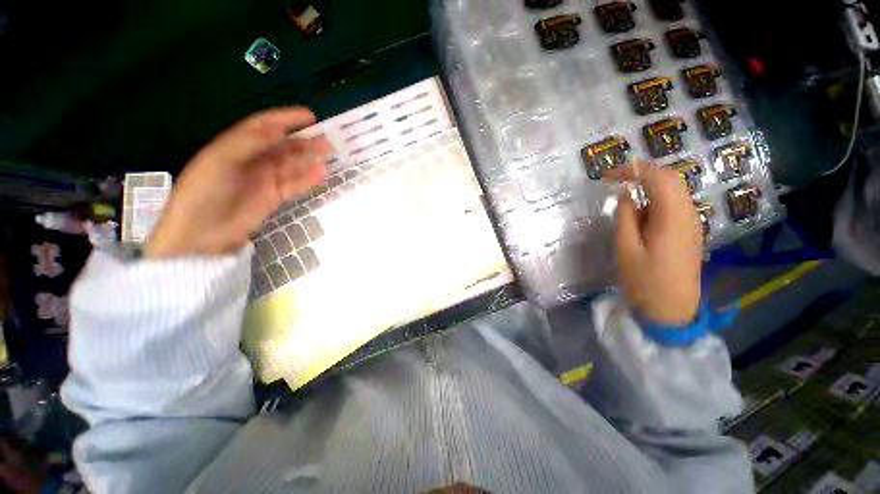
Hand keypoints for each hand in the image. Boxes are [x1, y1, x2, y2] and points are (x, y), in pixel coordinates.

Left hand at [145, 107, 330, 257]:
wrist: (200, 233)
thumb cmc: (203, 193)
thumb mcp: (220, 162)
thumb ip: (248, 144)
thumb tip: (276, 129)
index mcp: (235, 146)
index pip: (264, 126)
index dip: (286, 119)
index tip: (309, 116)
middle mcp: (252, 160)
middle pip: (282, 147)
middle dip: (304, 142)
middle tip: (327, 141)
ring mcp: (264, 180)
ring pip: (291, 166)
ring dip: (309, 160)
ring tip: (328, 157)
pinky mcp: (273, 197)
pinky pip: (293, 185)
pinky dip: (307, 179)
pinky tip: (320, 175)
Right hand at [604, 163, 702, 325]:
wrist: (672, 310)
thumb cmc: (644, 281)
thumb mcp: (626, 248)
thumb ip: (625, 216)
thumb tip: (626, 193)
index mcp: (672, 217)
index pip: (657, 177)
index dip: (632, 170)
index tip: (607, 176)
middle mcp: (688, 213)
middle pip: (670, 178)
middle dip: (642, 173)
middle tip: (615, 180)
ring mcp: (692, 222)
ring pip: (673, 190)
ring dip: (649, 185)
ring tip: (624, 195)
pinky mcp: (689, 231)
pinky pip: (674, 204)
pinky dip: (655, 199)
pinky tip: (640, 212)